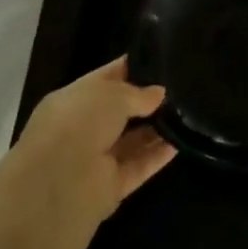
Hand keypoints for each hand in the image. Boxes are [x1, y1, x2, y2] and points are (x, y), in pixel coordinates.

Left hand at [10, 58, 175, 221]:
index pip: (106, 79)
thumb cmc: (79, 122)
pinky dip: (157, 156)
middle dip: (146, 101)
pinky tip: (181, 142)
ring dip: (156, 129)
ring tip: (187, 114)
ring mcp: (96, 159)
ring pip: (131, 141)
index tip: (160, 62)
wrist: (60, 181)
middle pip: (120, 112)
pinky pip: (139, 166)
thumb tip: (159, 94)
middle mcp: (83, 128)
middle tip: (181, 89)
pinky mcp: (111, 186)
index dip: (130, 69)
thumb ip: (137, 93)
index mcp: (73, 100)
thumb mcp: (111, 94)